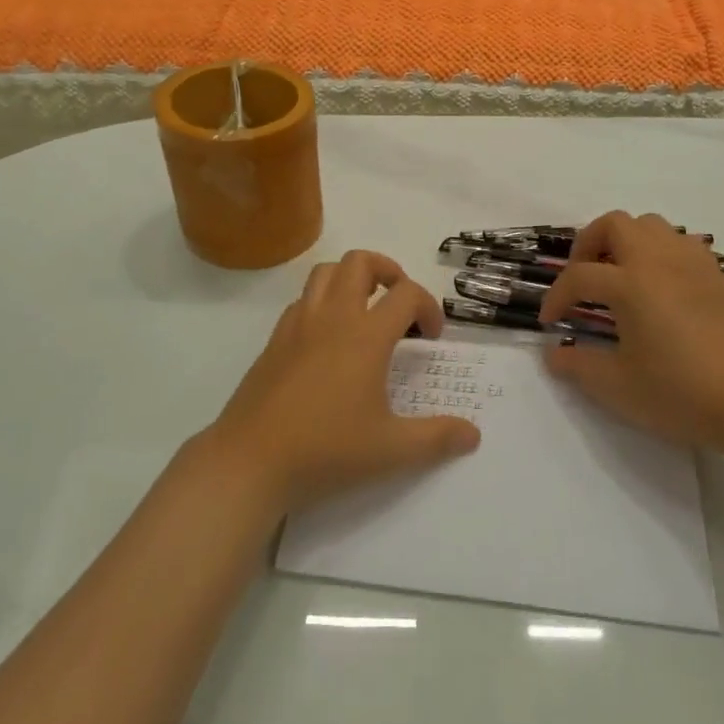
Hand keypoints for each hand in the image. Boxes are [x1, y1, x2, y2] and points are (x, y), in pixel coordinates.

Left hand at [202, 250, 480, 513]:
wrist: (250, 461)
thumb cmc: (326, 450)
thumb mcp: (391, 451)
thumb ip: (437, 439)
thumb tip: (473, 434)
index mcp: (365, 335)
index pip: (407, 294)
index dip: (429, 307)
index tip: (432, 337)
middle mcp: (332, 317)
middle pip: (360, 262)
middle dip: (388, 271)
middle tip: (399, 304)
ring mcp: (298, 324)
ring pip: (326, 273)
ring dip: (351, 279)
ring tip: (365, 311)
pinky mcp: (274, 340)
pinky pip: (303, 300)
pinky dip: (323, 302)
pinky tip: (328, 340)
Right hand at [538, 211, 723, 449]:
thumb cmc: (680, 393)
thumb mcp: (618, 386)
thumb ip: (578, 365)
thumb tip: (553, 354)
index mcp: (630, 284)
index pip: (579, 276)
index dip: (556, 297)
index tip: (551, 322)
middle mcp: (658, 260)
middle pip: (614, 224)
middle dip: (588, 245)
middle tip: (582, 279)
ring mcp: (691, 263)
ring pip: (649, 225)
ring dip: (625, 241)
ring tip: (618, 275)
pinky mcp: (716, 275)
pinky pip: (680, 241)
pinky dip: (658, 250)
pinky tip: (658, 284)